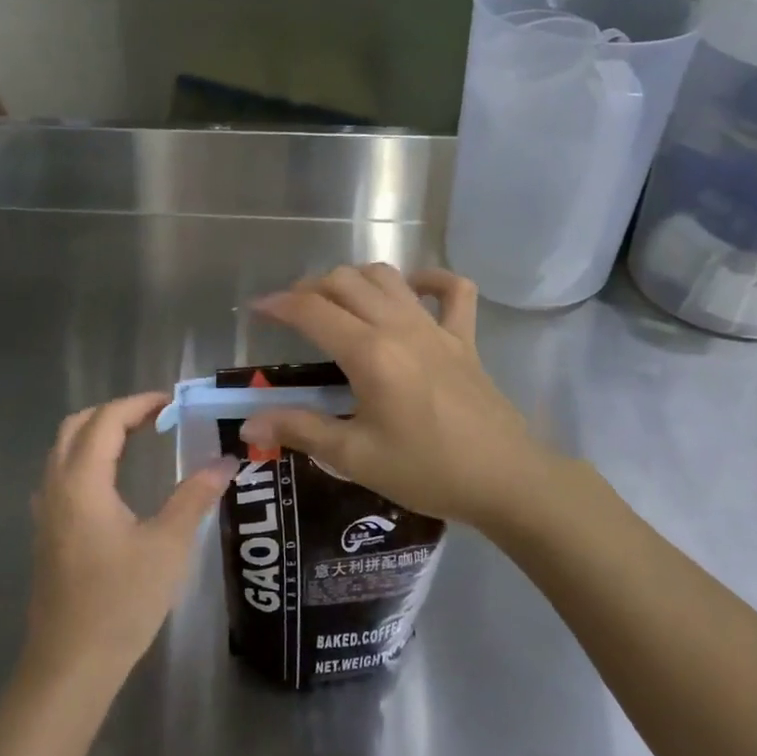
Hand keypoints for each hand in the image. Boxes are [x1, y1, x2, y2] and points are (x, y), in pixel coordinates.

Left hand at [25, 392, 236, 687]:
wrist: (70, 665)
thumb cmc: (121, 602)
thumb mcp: (168, 546)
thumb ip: (195, 496)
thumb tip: (226, 461)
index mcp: (82, 482)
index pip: (107, 420)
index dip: (139, 404)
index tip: (173, 403)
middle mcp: (56, 487)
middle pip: (77, 426)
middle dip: (115, 412)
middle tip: (155, 417)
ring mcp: (45, 511)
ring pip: (64, 450)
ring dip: (98, 434)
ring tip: (139, 440)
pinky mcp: (46, 533)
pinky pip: (61, 475)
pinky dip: (87, 459)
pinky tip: (113, 483)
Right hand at [240, 265, 556, 530]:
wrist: (505, 479)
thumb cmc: (427, 470)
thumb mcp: (355, 457)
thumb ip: (301, 430)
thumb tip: (251, 424)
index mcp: (369, 353)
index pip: (312, 310)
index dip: (278, 304)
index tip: (257, 309)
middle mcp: (399, 326)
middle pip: (345, 281)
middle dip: (311, 288)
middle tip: (294, 314)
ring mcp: (436, 327)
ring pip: (387, 276)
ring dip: (355, 279)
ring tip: (337, 301)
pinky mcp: (464, 337)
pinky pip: (453, 290)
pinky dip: (429, 280)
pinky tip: (412, 290)